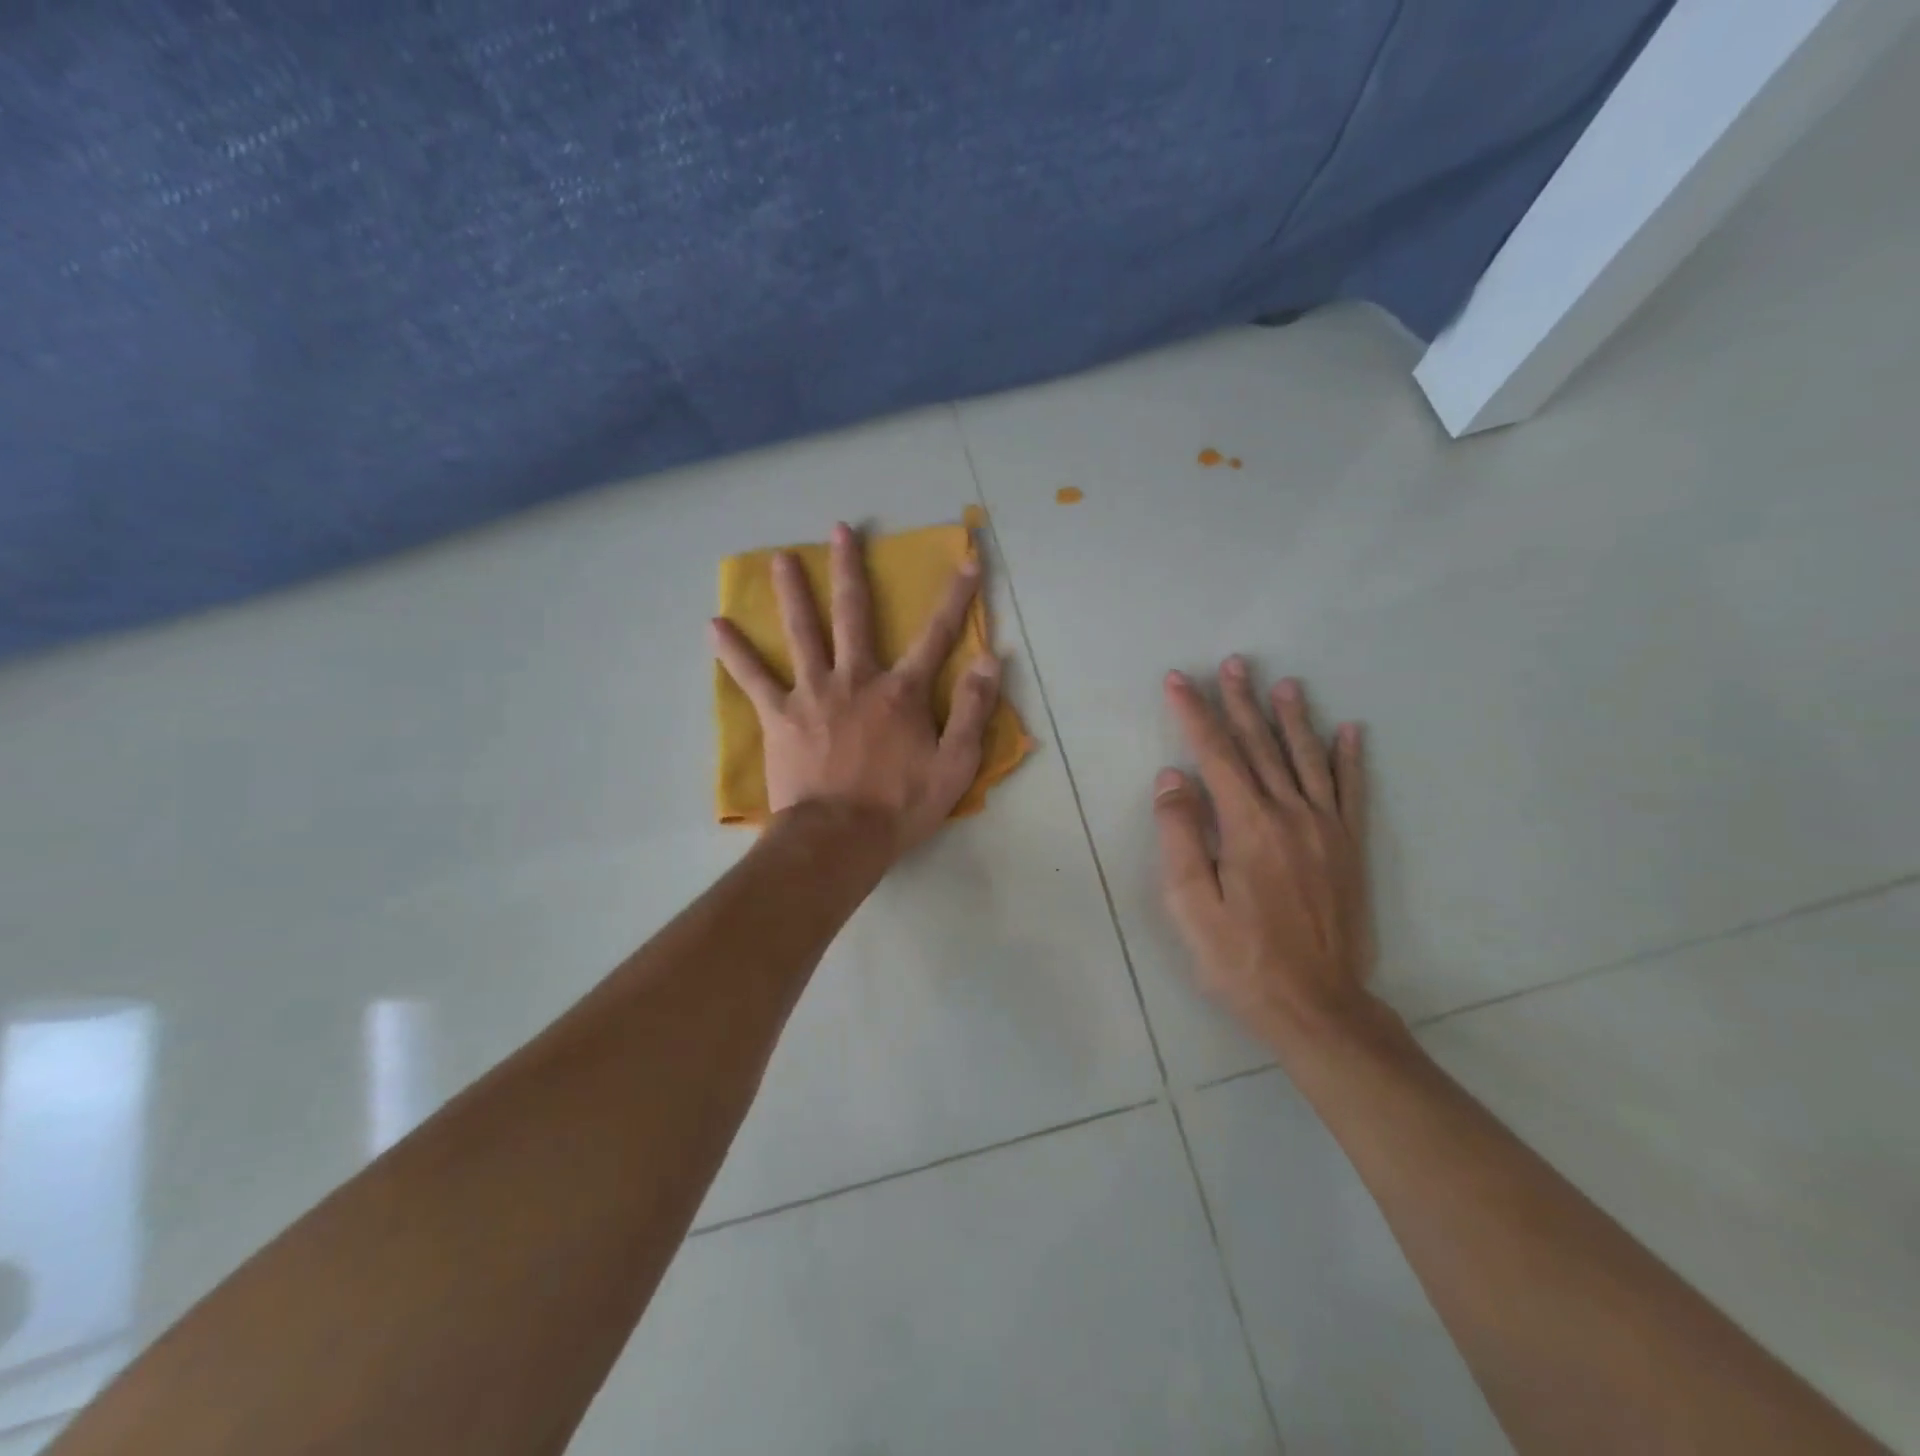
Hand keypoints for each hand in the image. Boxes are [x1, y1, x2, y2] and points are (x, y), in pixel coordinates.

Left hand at [710, 522, 1002, 857]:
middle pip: (853, 614)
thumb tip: (991, 658)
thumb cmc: (900, 806)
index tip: (966, 557)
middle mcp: (855, 679)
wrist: (839, 839)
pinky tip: (715, 624)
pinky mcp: (779, 716)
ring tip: (780, 558)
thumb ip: (973, 710)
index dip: (956, 596)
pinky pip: (753, 677)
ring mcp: (813, 694)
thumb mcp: (955, 765)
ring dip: (792, 592)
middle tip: (839, 529)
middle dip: (849, 569)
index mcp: (900, 692)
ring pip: (802, 632)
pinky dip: (734, 651)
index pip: (937, 634)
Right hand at [1154, 660, 1377, 1050]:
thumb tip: (1173, 777)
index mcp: (1247, 825)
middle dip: (1241, 702)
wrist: (1317, 1006)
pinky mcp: (1349, 848)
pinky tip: (1350, 731)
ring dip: (1292, 717)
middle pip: (1261, 746)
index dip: (1194, 713)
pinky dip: (1349, 758)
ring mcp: (1326, 829)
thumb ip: (1179, 834)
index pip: (1215, 754)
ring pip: (1306, 759)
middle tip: (1233, 663)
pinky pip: (1351, 791)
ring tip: (1284, 683)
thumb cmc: (1240, 958)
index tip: (1178, 680)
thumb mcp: (1189, 904)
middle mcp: (1290, 815)